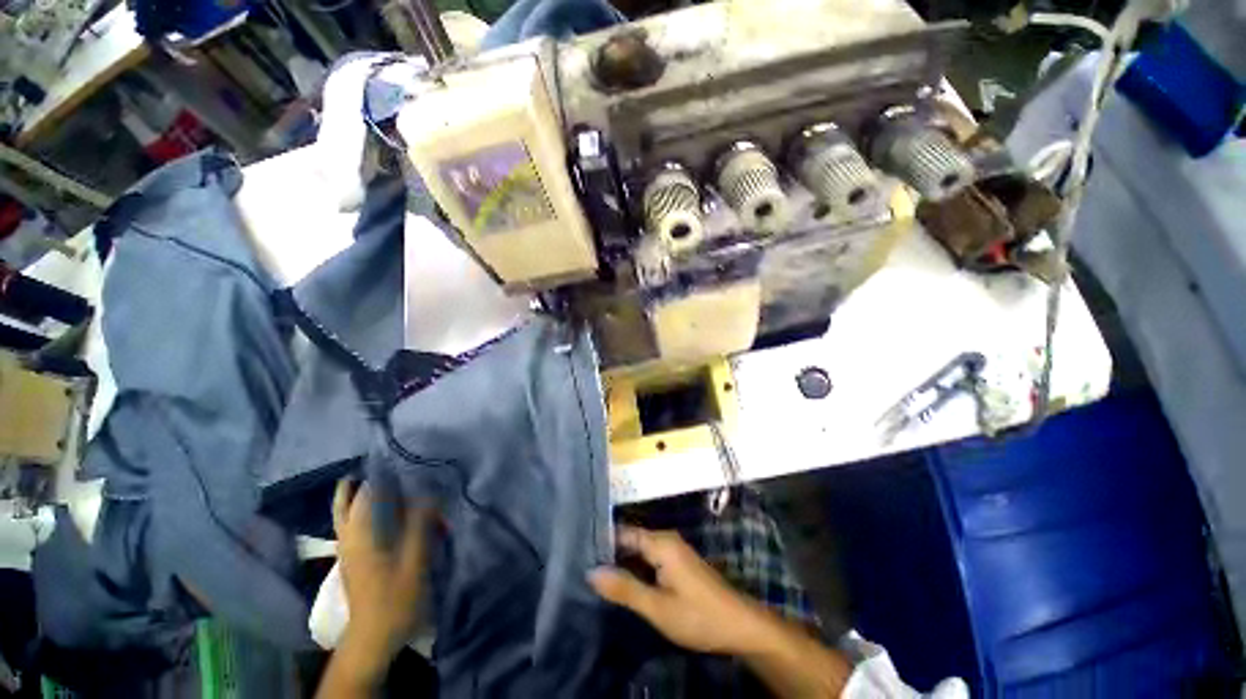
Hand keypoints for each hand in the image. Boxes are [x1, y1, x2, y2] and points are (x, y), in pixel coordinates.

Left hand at [333, 479, 433, 670]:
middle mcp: (348, 537)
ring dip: (360, 495)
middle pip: (345, 502)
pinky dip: (364, 511)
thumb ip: (420, 523)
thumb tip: (428, 490)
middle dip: (360, 481)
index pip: (364, 493)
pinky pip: (354, 525)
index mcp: (360, 535)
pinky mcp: (353, 559)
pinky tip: (383, 511)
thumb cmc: (395, 597)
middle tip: (384, 464)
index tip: (396, 456)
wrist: (373, 637)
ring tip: (383, 480)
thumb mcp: (414, 559)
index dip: (378, 472)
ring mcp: (347, 549)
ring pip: (346, 514)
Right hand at [588, 525, 767, 654]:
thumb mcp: (658, 607)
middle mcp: (666, 539)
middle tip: (582, 566)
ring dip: (621, 562)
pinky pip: (649, 558)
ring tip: (594, 574)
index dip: (602, 541)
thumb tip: (591, 572)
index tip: (578, 550)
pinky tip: (621, 582)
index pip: (623, 533)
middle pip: (630, 540)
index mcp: (661, 543)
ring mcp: (673, 550)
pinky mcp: (677, 563)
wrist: (740, 625)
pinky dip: (634, 568)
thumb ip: (625, 589)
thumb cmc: (698, 616)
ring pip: (639, 550)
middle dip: (609, 552)